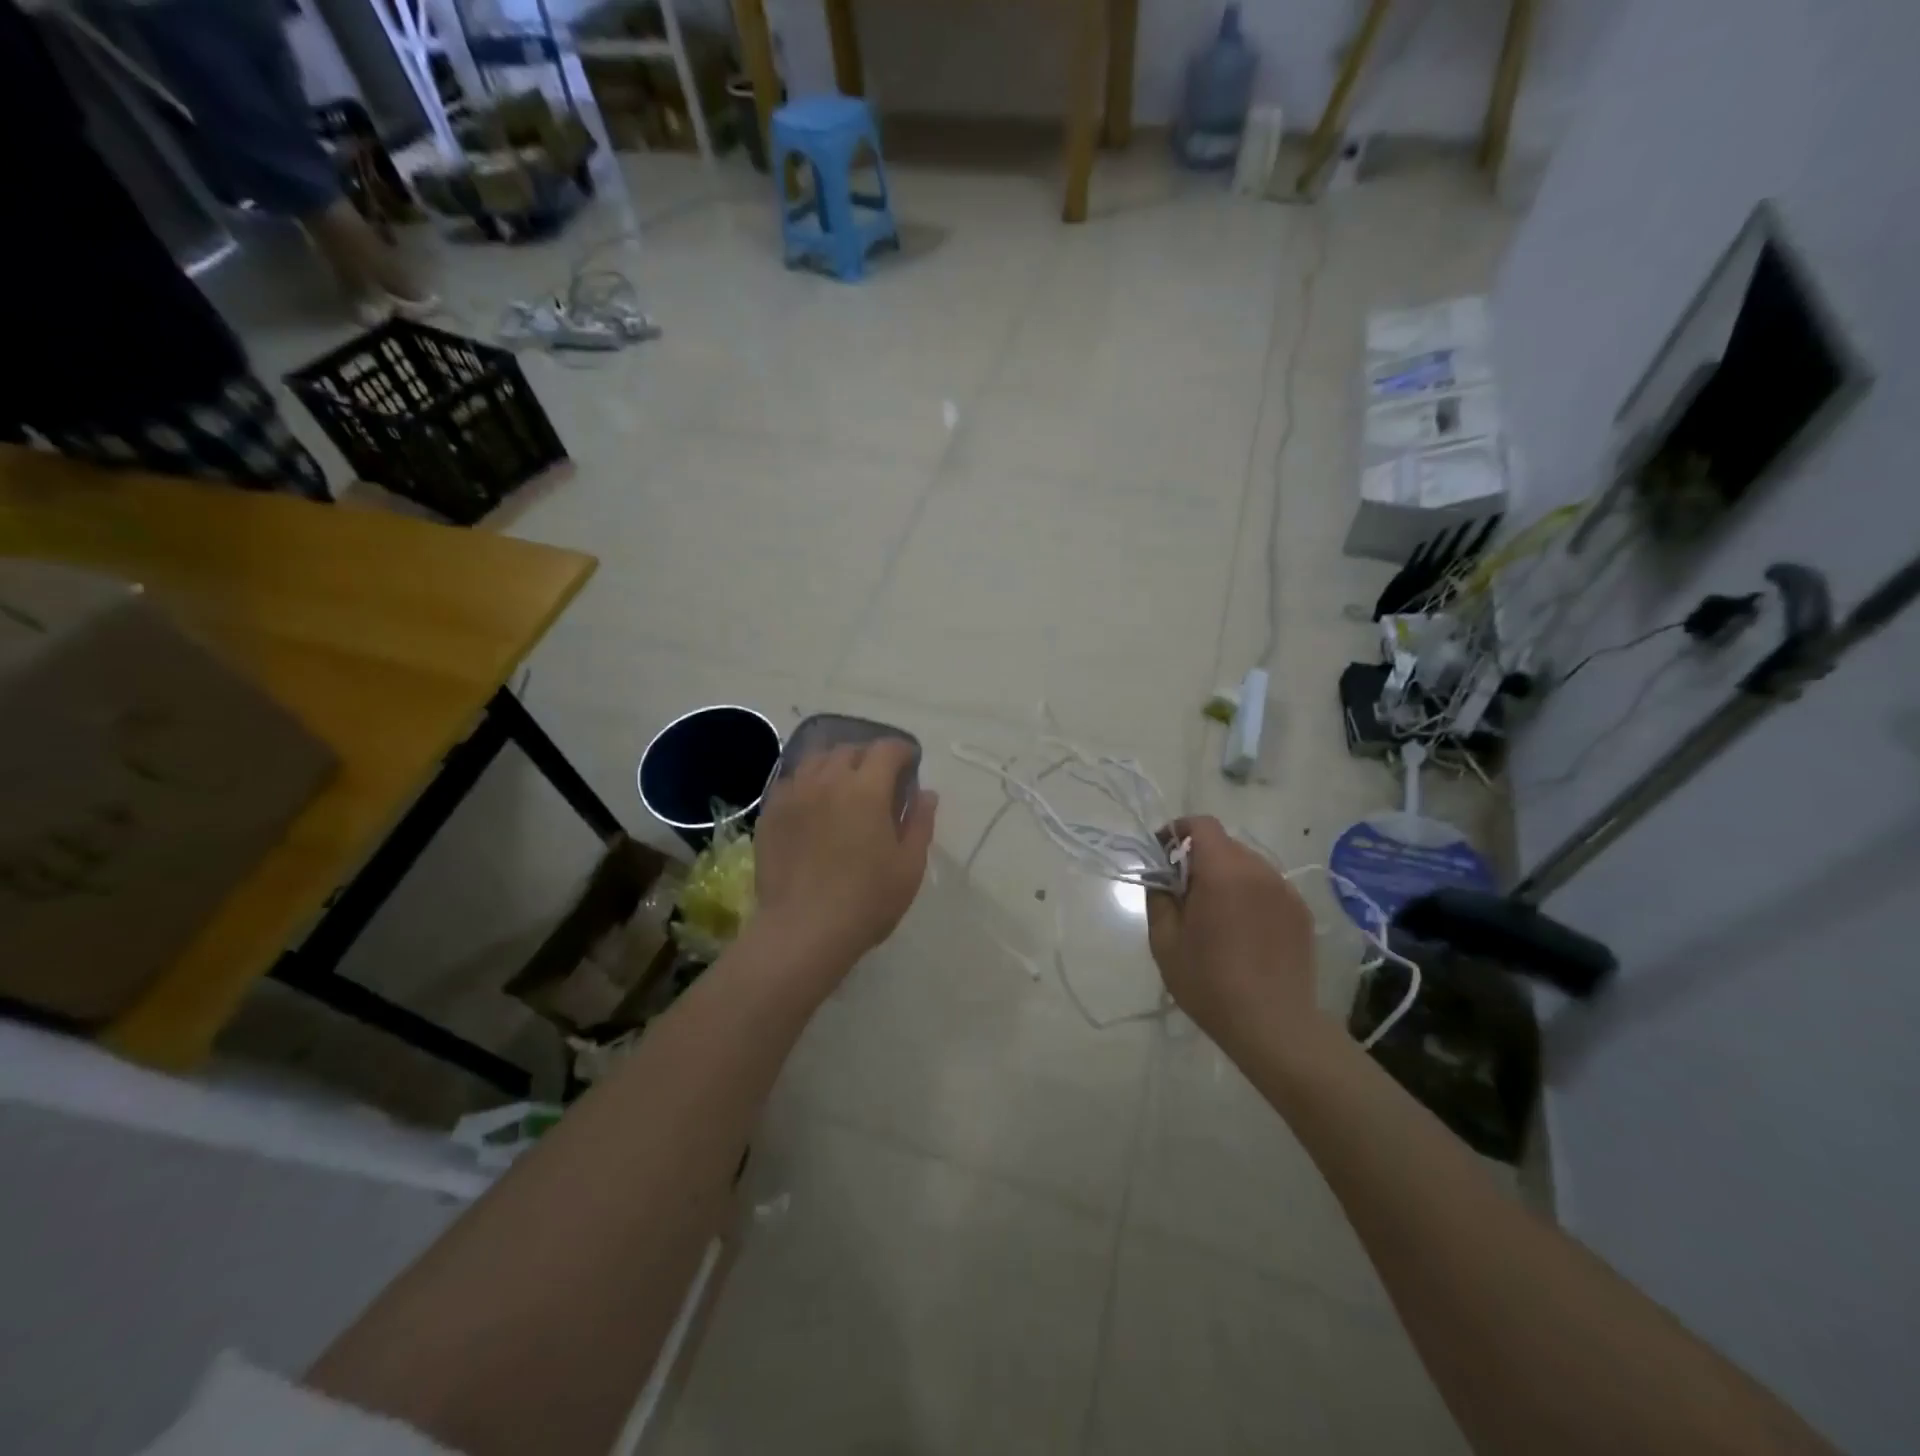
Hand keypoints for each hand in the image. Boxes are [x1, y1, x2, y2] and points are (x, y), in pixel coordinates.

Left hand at [753, 738, 937, 972]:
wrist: (803, 931)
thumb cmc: (866, 901)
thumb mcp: (909, 866)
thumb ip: (920, 823)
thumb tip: (926, 793)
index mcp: (867, 789)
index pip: (886, 750)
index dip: (902, 751)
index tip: (910, 763)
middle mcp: (828, 781)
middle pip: (849, 750)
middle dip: (869, 756)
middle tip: (879, 778)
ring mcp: (794, 795)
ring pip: (815, 760)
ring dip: (836, 763)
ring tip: (843, 783)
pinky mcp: (770, 813)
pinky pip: (791, 781)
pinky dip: (808, 782)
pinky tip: (813, 802)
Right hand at [1146, 817, 1317, 1051]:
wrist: (1274, 1025)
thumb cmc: (1209, 982)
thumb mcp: (1165, 941)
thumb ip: (1159, 897)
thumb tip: (1161, 877)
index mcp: (1223, 871)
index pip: (1202, 825)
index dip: (1178, 830)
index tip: (1163, 853)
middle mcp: (1259, 870)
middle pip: (1225, 844)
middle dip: (1200, 857)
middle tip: (1184, 892)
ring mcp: (1285, 891)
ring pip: (1248, 866)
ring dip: (1227, 876)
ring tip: (1216, 915)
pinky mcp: (1301, 913)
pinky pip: (1268, 888)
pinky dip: (1250, 895)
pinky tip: (1244, 931)